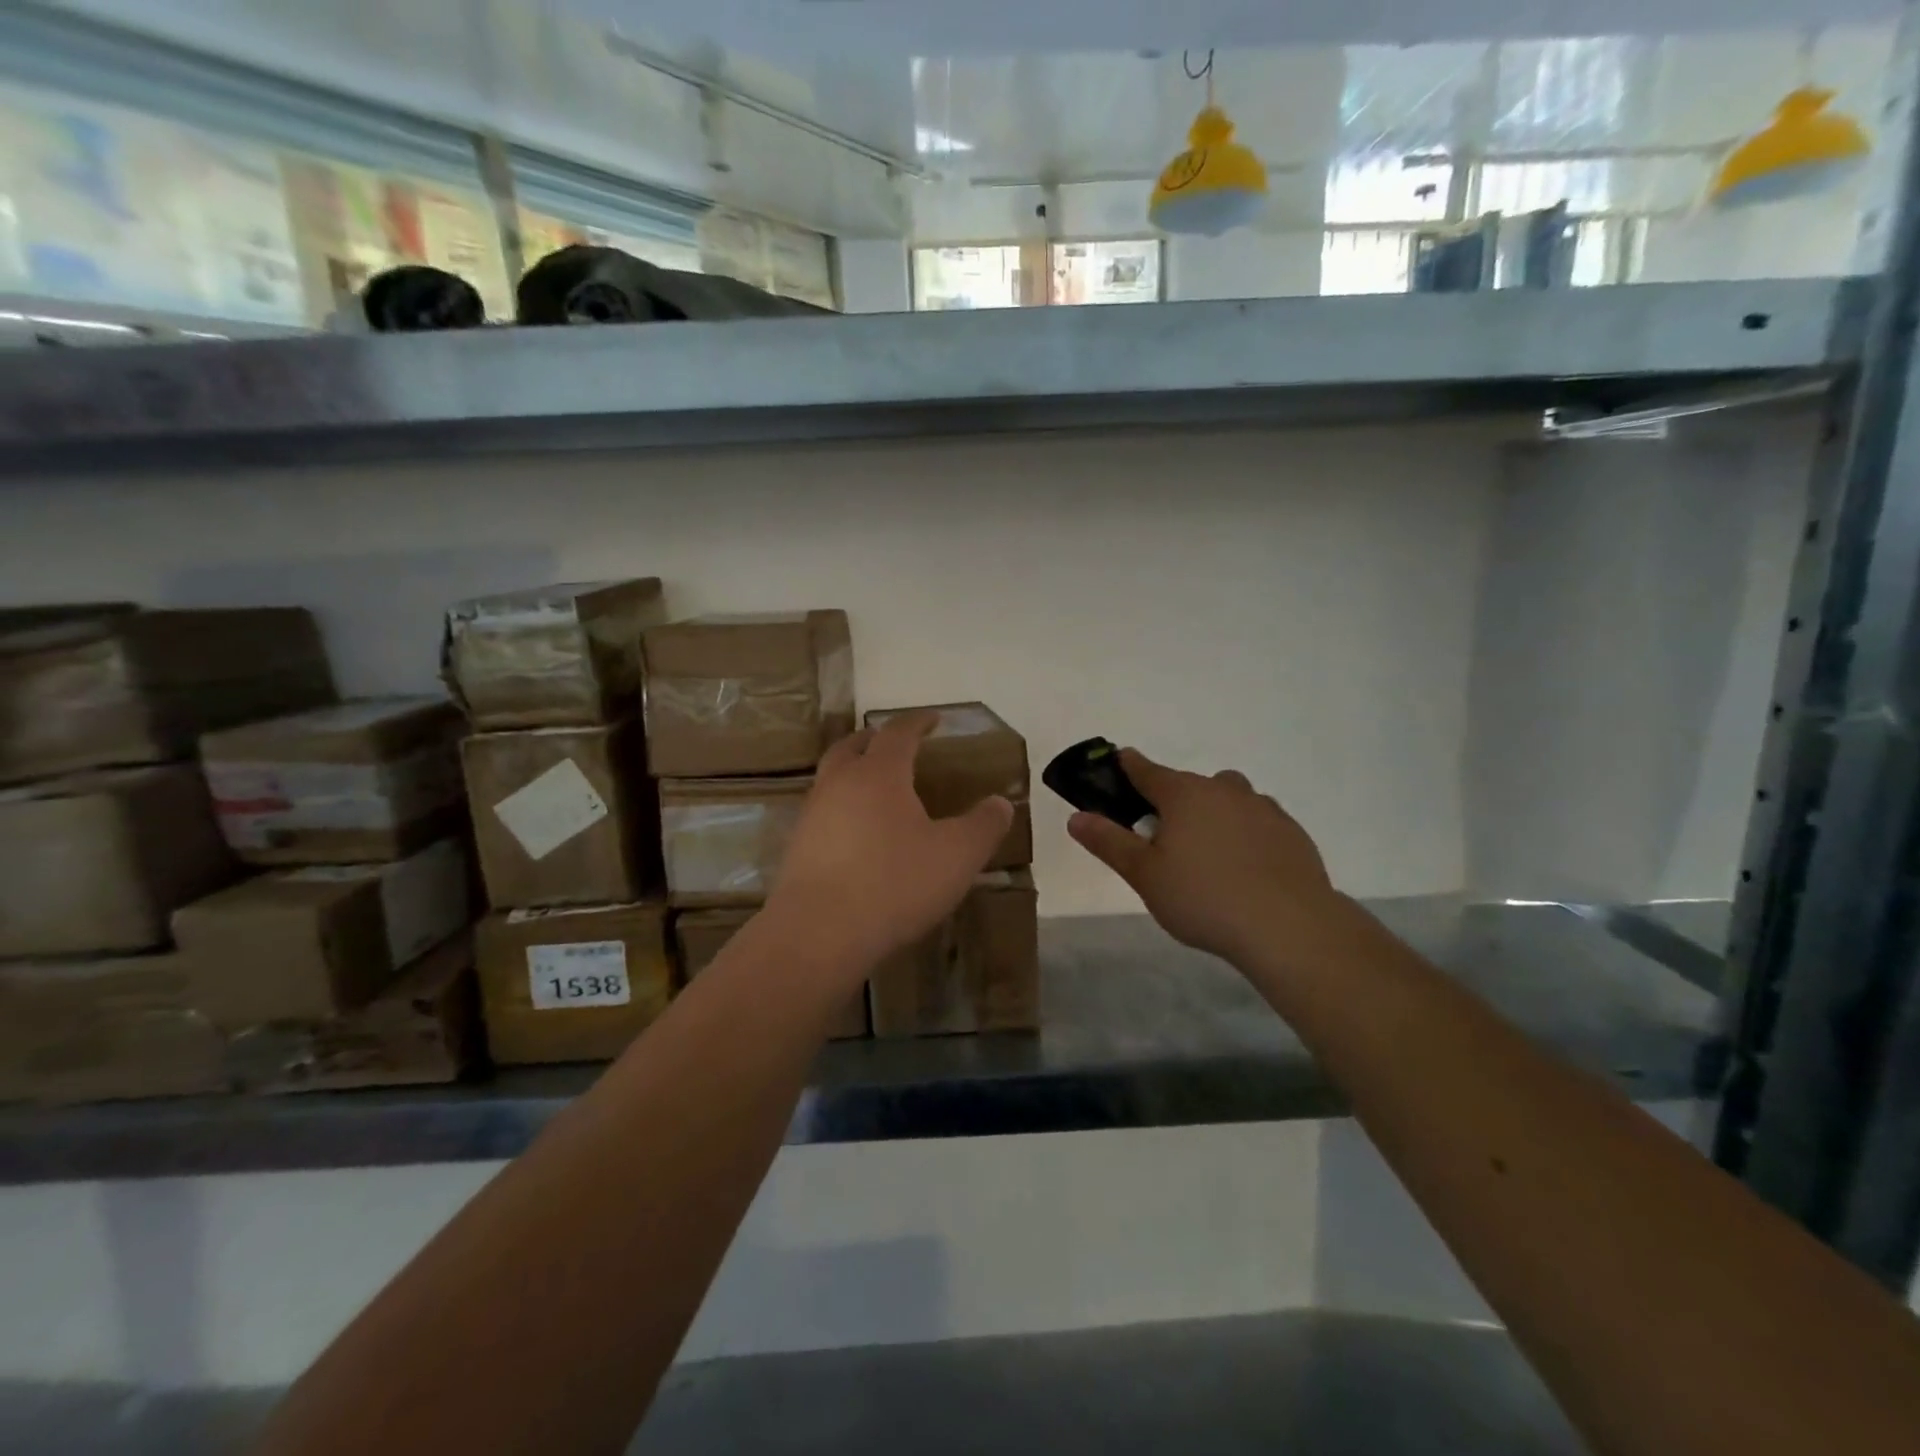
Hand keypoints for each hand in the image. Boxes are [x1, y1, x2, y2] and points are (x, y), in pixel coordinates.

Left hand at [767, 711, 1013, 977]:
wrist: (819, 933)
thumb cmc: (894, 884)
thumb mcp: (956, 856)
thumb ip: (983, 825)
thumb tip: (1001, 803)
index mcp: (879, 774)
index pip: (898, 733)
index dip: (918, 722)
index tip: (933, 719)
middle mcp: (839, 784)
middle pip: (853, 746)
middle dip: (876, 740)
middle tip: (897, 746)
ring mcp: (813, 815)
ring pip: (832, 778)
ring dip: (854, 773)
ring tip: (878, 790)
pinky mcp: (798, 848)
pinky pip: (824, 812)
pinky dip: (842, 808)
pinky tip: (858, 835)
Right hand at [1068, 748, 1339, 967]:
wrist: (1289, 926)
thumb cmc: (1204, 898)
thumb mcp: (1144, 875)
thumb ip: (1109, 842)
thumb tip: (1076, 817)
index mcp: (1183, 795)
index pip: (1146, 770)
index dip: (1128, 766)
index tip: (1118, 763)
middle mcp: (1223, 790)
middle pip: (1189, 784)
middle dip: (1172, 800)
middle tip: (1162, 837)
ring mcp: (1262, 808)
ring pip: (1228, 798)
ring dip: (1213, 811)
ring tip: (1207, 851)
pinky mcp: (1292, 832)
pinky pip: (1258, 820)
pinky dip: (1245, 832)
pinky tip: (1245, 866)